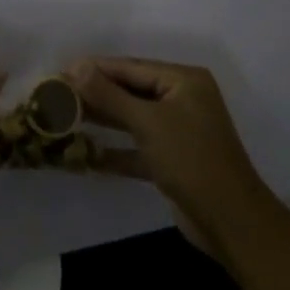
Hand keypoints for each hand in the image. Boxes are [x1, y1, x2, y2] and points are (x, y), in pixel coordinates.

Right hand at [66, 57, 272, 249]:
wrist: (231, 223)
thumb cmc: (191, 159)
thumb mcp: (148, 122)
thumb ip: (110, 95)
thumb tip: (77, 66)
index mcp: (184, 80)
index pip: (131, 67)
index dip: (96, 69)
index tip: (62, 70)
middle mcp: (182, 99)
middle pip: (131, 91)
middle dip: (97, 95)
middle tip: (58, 95)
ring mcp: (178, 131)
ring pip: (133, 119)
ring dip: (103, 121)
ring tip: (66, 119)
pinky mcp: (172, 161)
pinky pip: (138, 148)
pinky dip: (116, 152)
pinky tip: (87, 156)